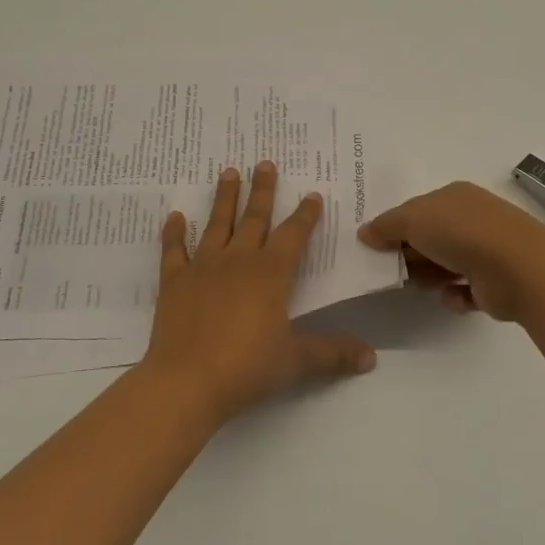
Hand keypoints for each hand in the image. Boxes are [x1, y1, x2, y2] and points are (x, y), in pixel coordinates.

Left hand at [144, 162, 375, 424]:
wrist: (187, 381)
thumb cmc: (247, 367)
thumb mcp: (296, 361)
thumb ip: (333, 353)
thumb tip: (371, 357)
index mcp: (271, 273)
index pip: (293, 235)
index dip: (305, 215)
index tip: (312, 194)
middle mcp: (239, 260)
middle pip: (254, 218)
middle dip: (262, 190)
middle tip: (265, 163)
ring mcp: (203, 267)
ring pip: (217, 223)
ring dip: (224, 197)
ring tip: (228, 172)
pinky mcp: (174, 281)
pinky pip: (174, 250)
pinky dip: (173, 233)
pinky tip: (174, 216)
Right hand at [358, 181, 544, 321]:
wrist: (517, 267)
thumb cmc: (461, 232)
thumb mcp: (413, 220)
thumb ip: (386, 226)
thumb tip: (364, 233)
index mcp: (454, 196)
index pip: (418, 209)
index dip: (396, 226)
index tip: (375, 246)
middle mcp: (472, 220)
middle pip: (430, 237)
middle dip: (410, 254)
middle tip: (391, 271)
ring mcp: (486, 250)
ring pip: (446, 264)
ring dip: (430, 275)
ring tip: (420, 285)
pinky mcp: (494, 283)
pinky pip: (464, 290)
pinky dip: (454, 295)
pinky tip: (451, 296)